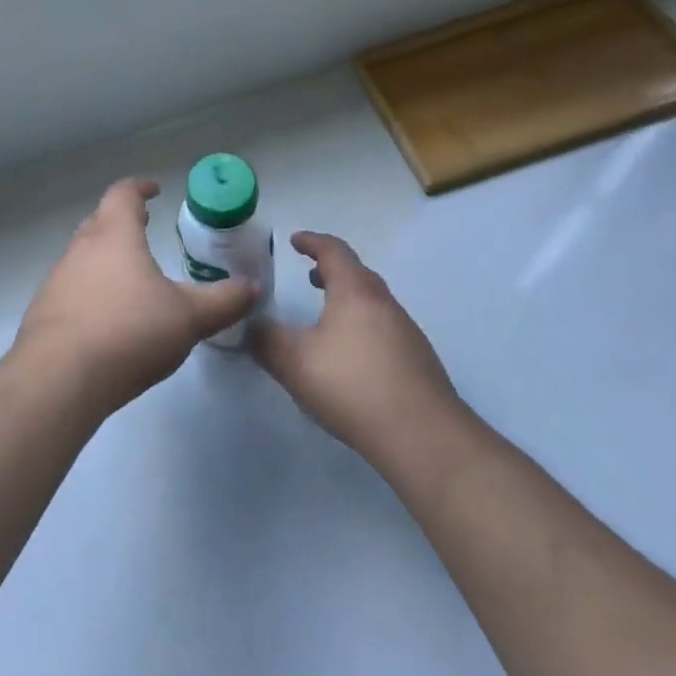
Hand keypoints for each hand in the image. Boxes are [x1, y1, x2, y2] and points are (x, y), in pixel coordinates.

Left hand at [13, 178, 257, 414]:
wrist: (58, 380)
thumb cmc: (129, 332)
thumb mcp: (189, 318)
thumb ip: (223, 301)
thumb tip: (252, 287)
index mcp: (114, 236)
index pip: (123, 195)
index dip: (140, 189)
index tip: (154, 191)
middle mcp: (80, 250)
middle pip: (99, 222)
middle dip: (122, 222)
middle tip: (143, 227)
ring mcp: (56, 282)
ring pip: (82, 257)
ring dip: (105, 259)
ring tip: (130, 278)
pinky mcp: (43, 315)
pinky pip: (71, 291)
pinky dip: (90, 293)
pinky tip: (106, 320)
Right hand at [252, 232, 459, 466]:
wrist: (422, 435)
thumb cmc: (353, 385)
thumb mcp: (294, 362)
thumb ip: (266, 340)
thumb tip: (252, 325)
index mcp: (355, 292)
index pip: (334, 252)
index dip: (312, 242)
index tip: (295, 240)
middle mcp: (384, 304)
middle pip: (358, 274)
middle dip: (332, 270)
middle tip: (311, 275)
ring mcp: (406, 332)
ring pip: (373, 302)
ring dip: (348, 299)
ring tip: (327, 317)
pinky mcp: (417, 361)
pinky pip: (384, 328)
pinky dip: (362, 325)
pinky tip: (352, 356)